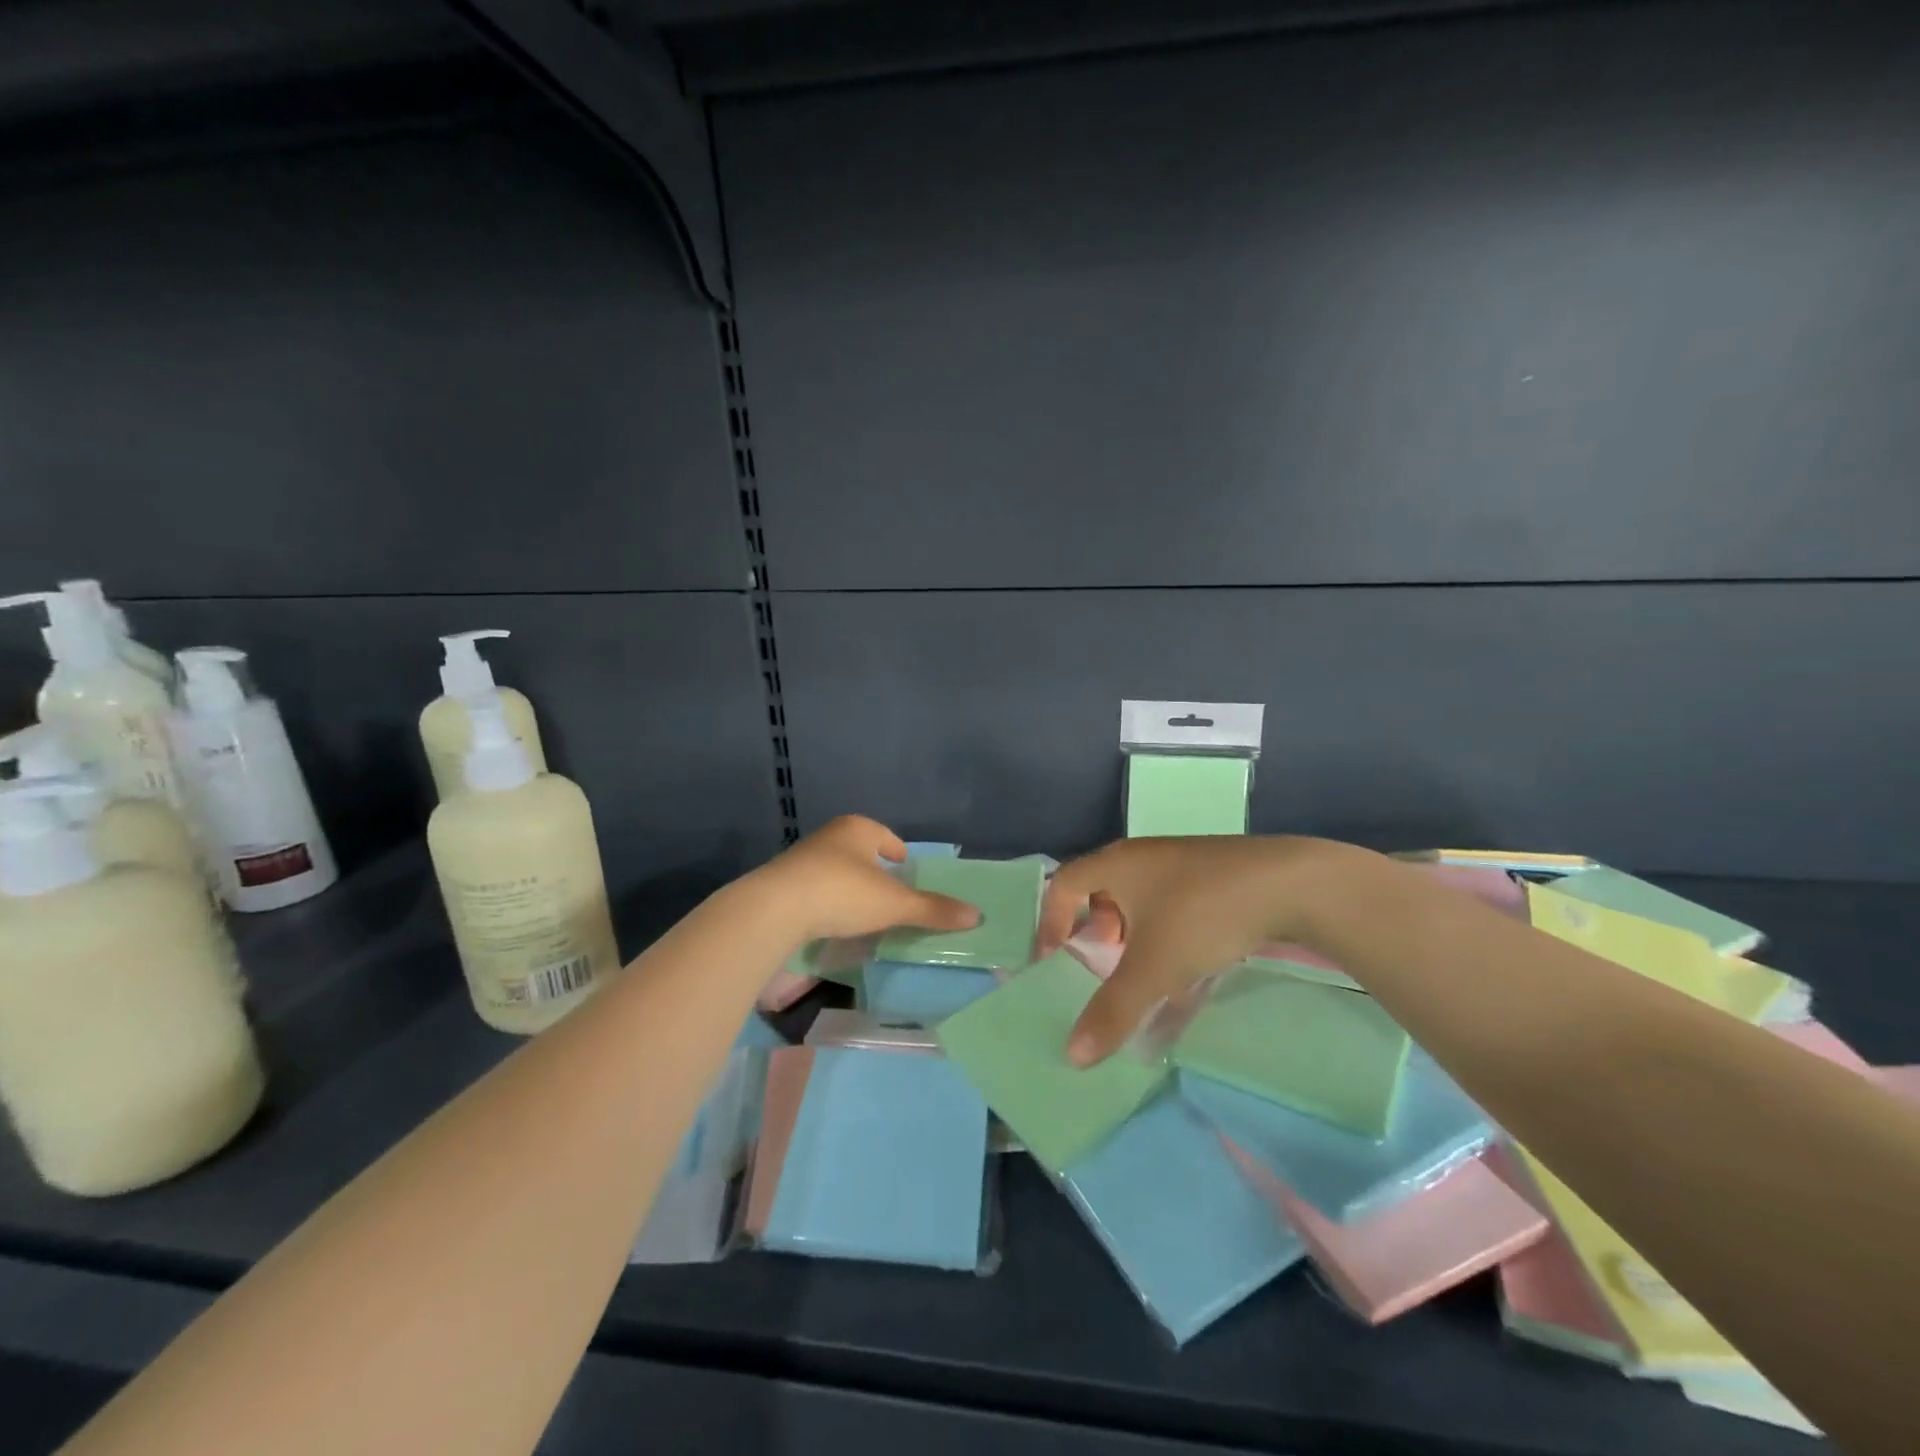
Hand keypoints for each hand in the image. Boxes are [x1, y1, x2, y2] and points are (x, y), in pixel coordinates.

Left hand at [755, 815, 981, 943]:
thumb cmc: (842, 893)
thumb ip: (932, 909)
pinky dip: (827, 902)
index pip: (887, 837)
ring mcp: (802, 859)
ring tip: (862, 913)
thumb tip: (977, 915)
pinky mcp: (782, 883)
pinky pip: (814, 889)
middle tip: (889, 896)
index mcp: (858, 829)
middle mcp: (829, 836)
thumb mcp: (894, 904)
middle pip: (860, 852)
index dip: (899, 854)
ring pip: (836, 870)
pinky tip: (831, 923)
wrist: (774, 909)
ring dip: (849, 888)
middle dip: (874, 871)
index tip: (906, 872)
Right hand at [1035, 835, 1357, 1065]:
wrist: (1289, 882)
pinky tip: (1189, 972)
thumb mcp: (1152, 968)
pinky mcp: (1213, 877)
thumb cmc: (1202, 915)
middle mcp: (1142, 858)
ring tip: (1143, 973)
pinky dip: (1167, 938)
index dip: (1051, 922)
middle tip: (1101, 967)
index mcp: (1115, 865)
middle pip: (1100, 891)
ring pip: (1140, 901)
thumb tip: (1072, 1055)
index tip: (1054, 961)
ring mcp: (1181, 865)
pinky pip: (1173, 907)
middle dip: (1095, 932)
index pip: (1062, 884)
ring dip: (1133, 937)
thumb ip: (1112, 1011)